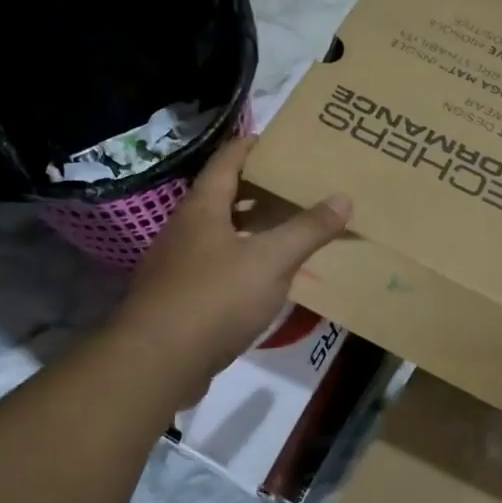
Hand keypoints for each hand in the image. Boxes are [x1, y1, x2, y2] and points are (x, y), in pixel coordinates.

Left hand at [118, 136, 351, 402]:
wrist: (158, 361)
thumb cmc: (215, 298)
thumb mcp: (270, 261)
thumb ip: (307, 230)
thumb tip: (343, 197)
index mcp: (202, 208)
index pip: (226, 161)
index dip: (250, 145)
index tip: (277, 140)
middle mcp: (184, 229)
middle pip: (221, 197)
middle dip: (256, 189)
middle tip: (293, 186)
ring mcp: (176, 265)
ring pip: (217, 234)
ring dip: (248, 228)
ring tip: (284, 228)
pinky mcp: (177, 298)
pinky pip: (214, 267)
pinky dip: (239, 262)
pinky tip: (261, 278)